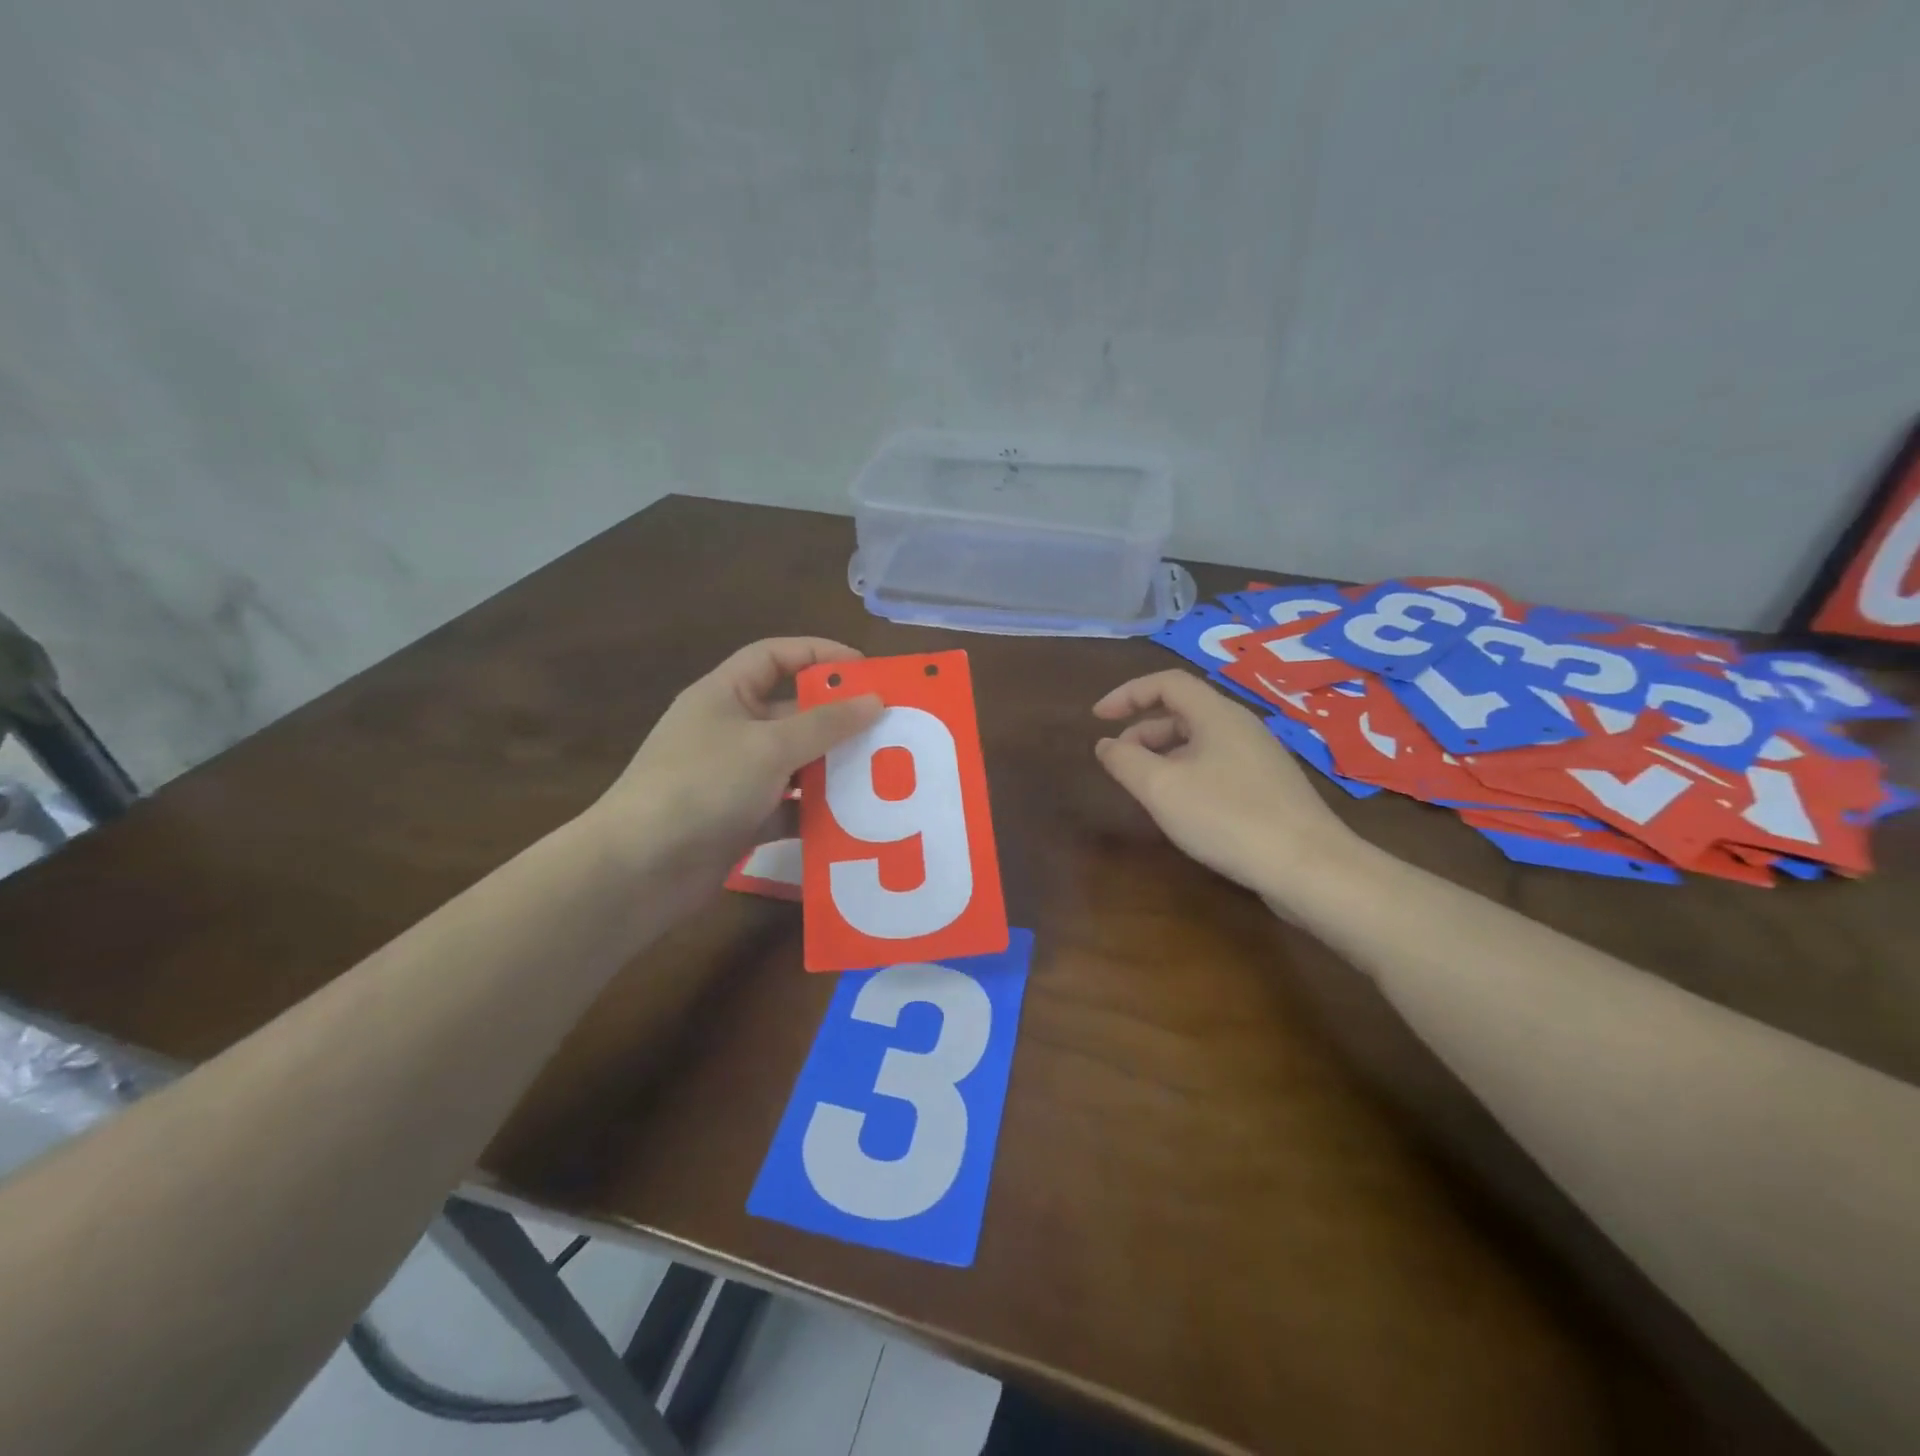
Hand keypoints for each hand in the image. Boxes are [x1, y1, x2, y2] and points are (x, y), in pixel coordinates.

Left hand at [590, 638, 881, 893]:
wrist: (639, 869)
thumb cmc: (703, 785)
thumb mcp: (769, 746)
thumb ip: (825, 724)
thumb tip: (875, 701)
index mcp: (725, 694)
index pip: (775, 656)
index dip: (820, 654)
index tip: (867, 672)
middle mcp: (730, 730)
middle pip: (792, 712)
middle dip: (838, 719)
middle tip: (890, 729)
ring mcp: (734, 777)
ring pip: (795, 763)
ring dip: (832, 768)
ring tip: (883, 774)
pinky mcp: (741, 819)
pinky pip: (789, 806)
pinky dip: (816, 812)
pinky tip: (855, 821)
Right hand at [1092, 669, 1361, 894]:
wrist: (1309, 866)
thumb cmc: (1227, 818)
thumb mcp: (1161, 788)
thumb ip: (1125, 761)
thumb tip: (1105, 744)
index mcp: (1216, 714)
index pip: (1166, 683)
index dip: (1127, 694)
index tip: (1097, 718)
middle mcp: (1241, 726)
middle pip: (1183, 711)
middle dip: (1142, 730)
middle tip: (1118, 761)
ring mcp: (1260, 757)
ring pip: (1200, 740)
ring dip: (1164, 754)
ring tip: (1145, 787)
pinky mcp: (1269, 786)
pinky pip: (1217, 764)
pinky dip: (1187, 772)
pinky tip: (1183, 807)